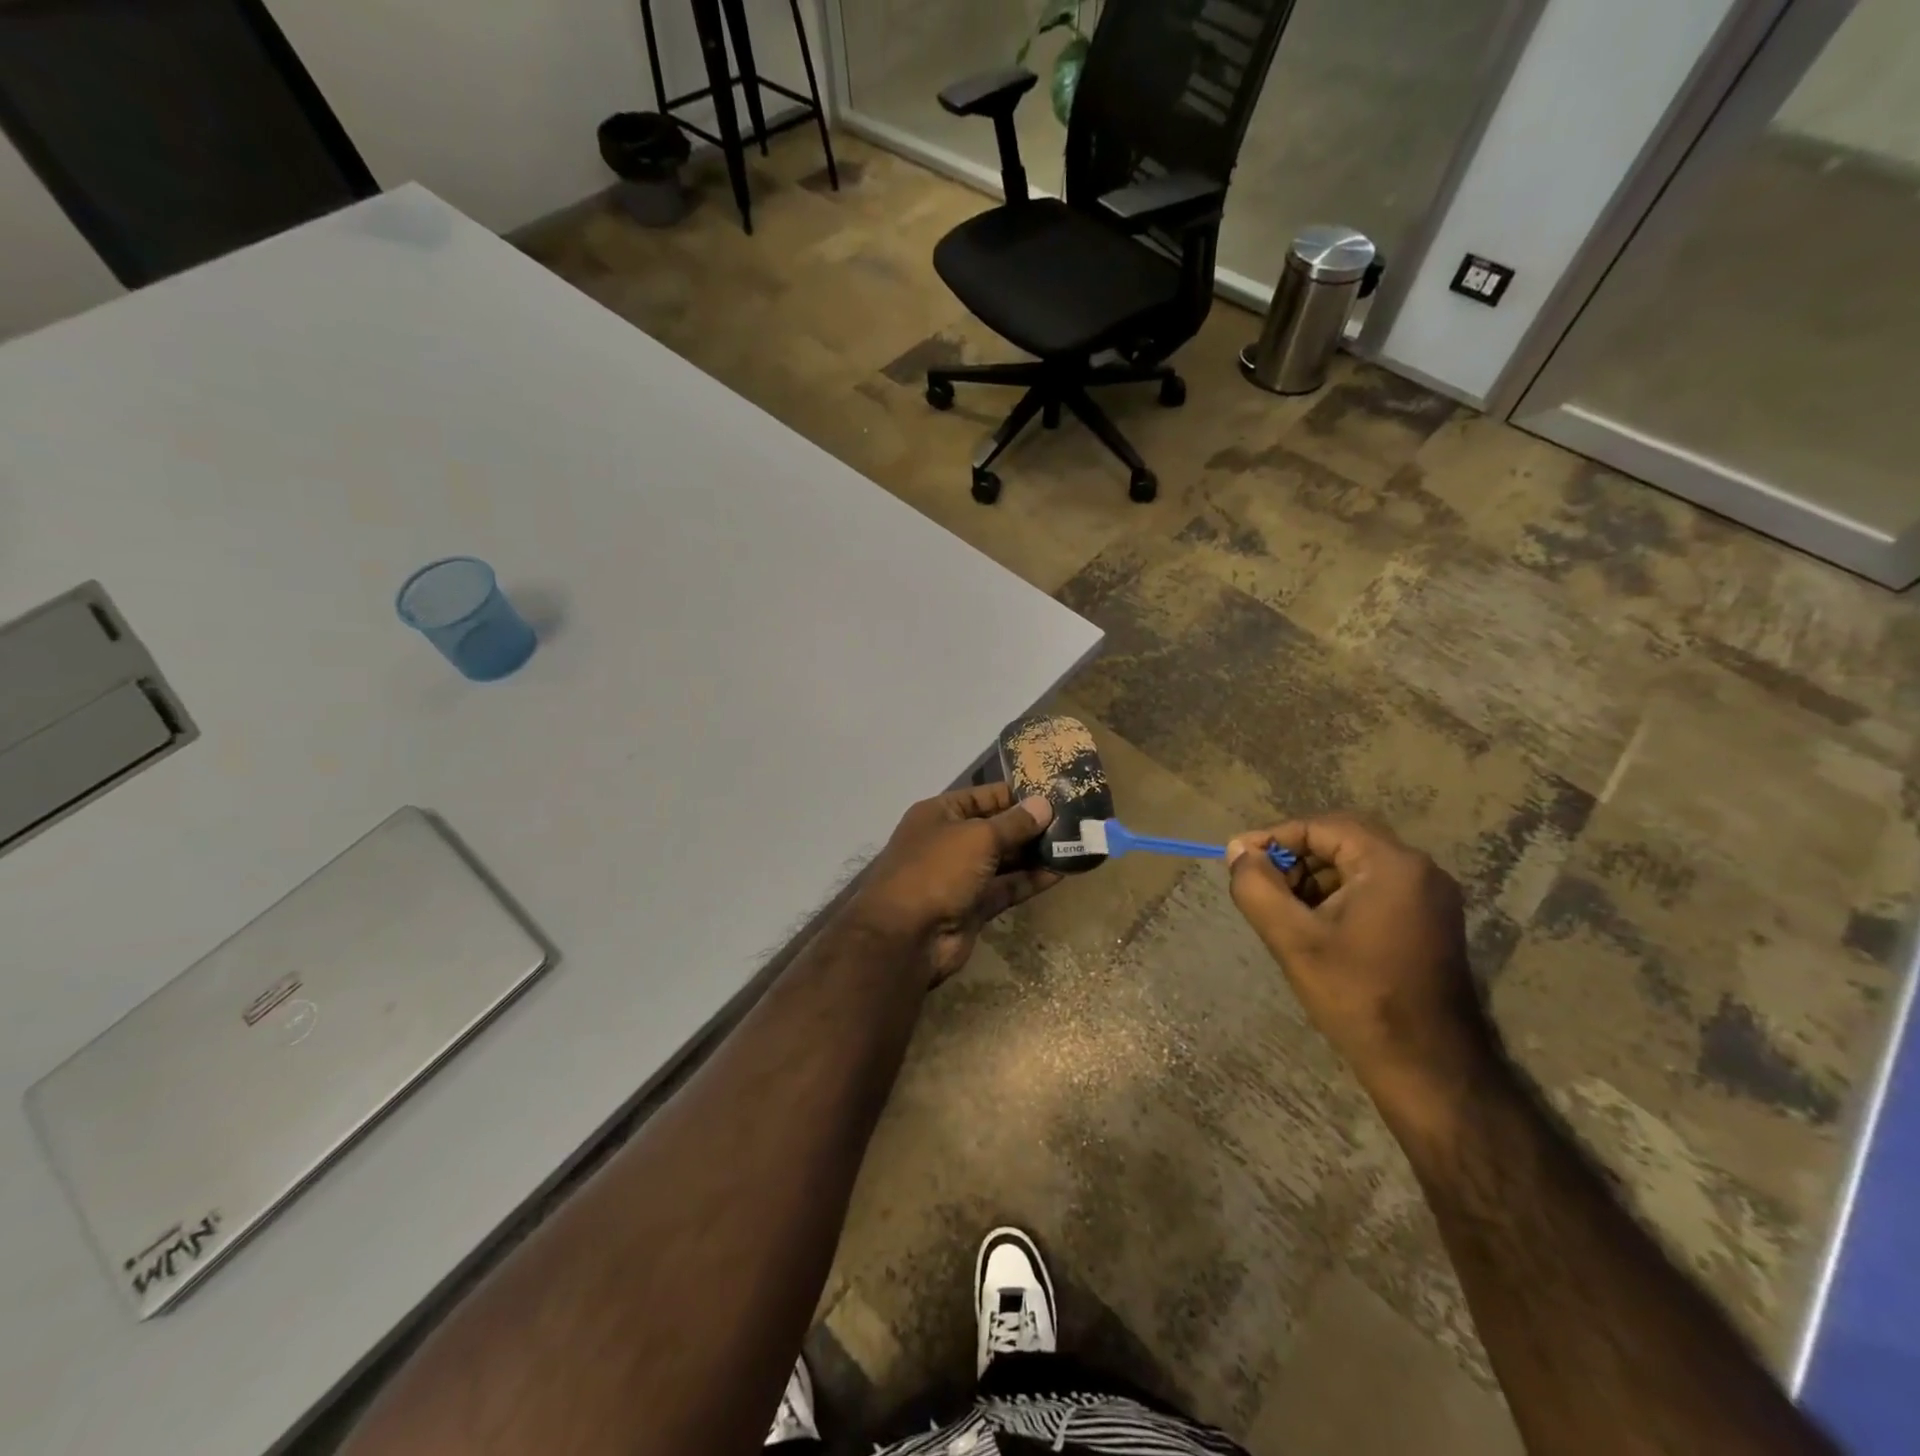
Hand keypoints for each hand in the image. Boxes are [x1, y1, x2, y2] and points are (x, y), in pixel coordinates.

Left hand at [853, 784, 1059, 984]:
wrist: (906, 937)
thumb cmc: (938, 870)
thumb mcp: (978, 837)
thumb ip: (1014, 823)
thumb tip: (1044, 805)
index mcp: (940, 814)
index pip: (983, 796)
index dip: (1016, 794)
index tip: (1054, 793)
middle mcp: (950, 841)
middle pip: (996, 828)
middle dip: (1031, 825)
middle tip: (1074, 820)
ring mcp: (961, 876)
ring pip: (1004, 860)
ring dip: (1035, 853)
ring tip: (1074, 843)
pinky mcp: (974, 906)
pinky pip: (1007, 887)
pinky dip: (1031, 880)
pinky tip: (1061, 872)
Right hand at [1226, 814, 1493, 1119]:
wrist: (1427, 1067)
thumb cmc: (1357, 997)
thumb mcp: (1292, 939)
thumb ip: (1257, 887)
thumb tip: (1238, 853)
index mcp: (1392, 865)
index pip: (1322, 827)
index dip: (1274, 837)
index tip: (1238, 859)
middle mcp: (1420, 871)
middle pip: (1341, 841)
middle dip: (1293, 857)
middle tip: (1259, 883)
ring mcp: (1430, 898)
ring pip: (1356, 866)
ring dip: (1313, 877)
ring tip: (1281, 909)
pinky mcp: (1429, 923)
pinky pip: (1374, 889)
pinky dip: (1337, 896)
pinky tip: (1313, 927)